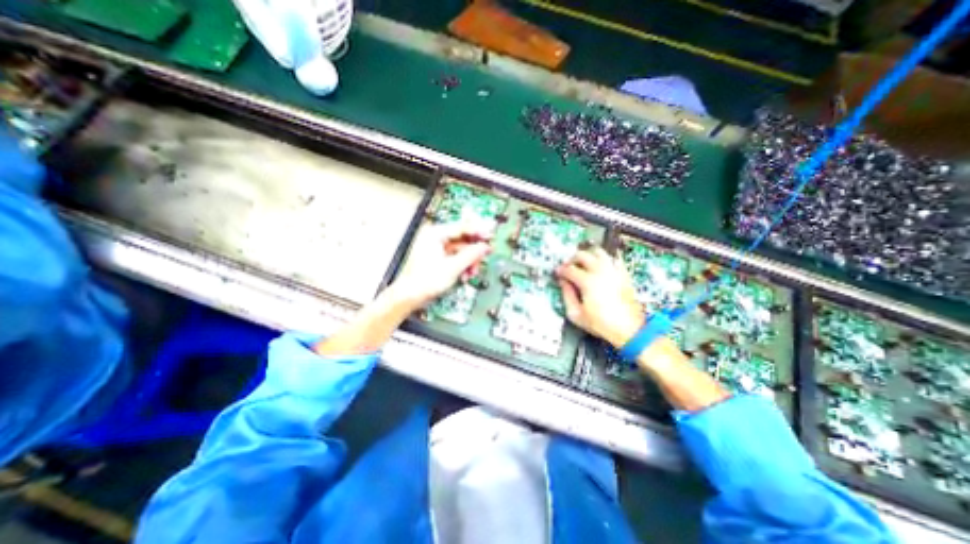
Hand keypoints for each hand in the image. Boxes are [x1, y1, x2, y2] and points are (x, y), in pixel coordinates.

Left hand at [388, 218, 492, 308]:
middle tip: (486, 254)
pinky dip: (462, 265)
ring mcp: (436, 247)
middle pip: (462, 239)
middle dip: (474, 251)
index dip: (478, 232)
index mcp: (435, 234)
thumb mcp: (453, 267)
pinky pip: (455, 257)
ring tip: (473, 272)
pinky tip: (465, 275)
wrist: (410, 296)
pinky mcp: (437, 257)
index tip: (491, 234)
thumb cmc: (425, 281)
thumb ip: (471, 255)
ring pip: (460, 250)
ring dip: (469, 261)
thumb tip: (485, 247)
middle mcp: (435, 237)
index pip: (462, 228)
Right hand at [554, 246, 641, 349]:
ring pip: (598, 251)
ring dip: (588, 255)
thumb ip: (567, 295)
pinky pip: (613, 258)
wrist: (629, 328)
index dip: (561, 270)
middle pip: (582, 255)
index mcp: (587, 281)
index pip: (569, 269)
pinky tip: (600, 267)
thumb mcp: (576, 314)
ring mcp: (613, 270)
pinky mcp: (623, 273)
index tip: (557, 273)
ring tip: (584, 264)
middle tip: (569, 267)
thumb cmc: (601, 323)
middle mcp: (600, 271)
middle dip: (572, 259)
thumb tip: (563, 283)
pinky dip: (604, 259)